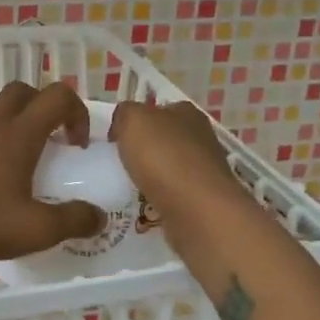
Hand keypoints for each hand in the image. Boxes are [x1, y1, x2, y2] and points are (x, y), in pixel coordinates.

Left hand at [0, 82, 107, 263]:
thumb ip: (72, 221)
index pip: (57, 96)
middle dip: (43, 107)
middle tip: (51, 141)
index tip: (77, 146)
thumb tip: (99, 217)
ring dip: (7, 116)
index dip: (76, 112)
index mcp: (18, 135)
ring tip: (15, 149)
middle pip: (21, 91)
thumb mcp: (35, 229)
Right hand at [109, 99, 236, 208]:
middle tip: (118, 162)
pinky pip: (172, 194)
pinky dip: (158, 198)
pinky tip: (143, 204)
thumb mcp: (133, 120)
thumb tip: (122, 124)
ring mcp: (203, 170)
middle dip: (143, 149)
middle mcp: (200, 138)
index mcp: (186, 113)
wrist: (197, 209)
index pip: (158, 110)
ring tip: (126, 186)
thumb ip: (124, 113)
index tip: (116, 138)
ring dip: (150, 175)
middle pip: (164, 139)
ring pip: (168, 167)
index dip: (136, 121)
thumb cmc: (163, 157)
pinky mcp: (202, 199)